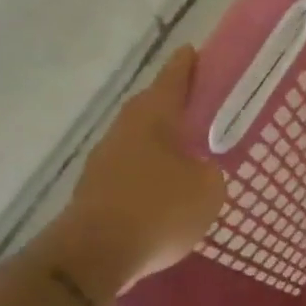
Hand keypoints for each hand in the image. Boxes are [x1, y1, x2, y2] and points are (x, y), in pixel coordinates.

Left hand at [41, 46, 226, 296]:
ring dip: (160, 144)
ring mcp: (104, 160)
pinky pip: (130, 171)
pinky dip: (148, 174)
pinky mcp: (95, 190)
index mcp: (153, 117)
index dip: (187, 66)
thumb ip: (210, 172)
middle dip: (173, 106)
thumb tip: (199, 171)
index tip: (194, 52)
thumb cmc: (160, 209)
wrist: (95, 254)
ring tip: (187, 154)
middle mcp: (124, 129)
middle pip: (152, 108)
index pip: (173, 79)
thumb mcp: (208, 190)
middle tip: (199, 108)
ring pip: (139, 141)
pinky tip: (165, 191)